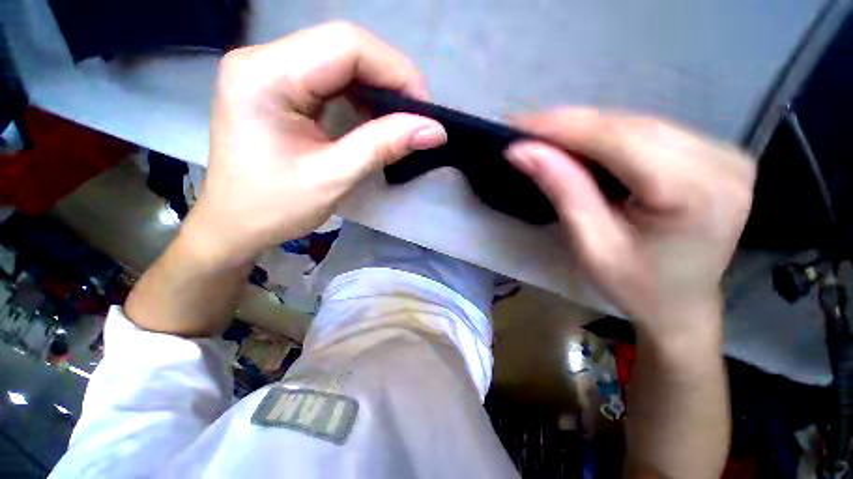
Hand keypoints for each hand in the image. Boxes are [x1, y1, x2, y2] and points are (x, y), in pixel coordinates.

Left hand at [183, 22, 446, 265]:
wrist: (235, 225)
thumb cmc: (274, 209)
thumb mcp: (333, 179)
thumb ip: (383, 146)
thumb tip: (434, 130)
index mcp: (265, 75)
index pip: (346, 45)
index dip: (396, 71)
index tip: (423, 112)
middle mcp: (263, 59)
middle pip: (344, 47)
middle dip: (391, 80)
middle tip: (417, 119)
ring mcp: (269, 70)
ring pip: (341, 60)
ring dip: (378, 89)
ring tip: (401, 121)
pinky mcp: (279, 86)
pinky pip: (331, 78)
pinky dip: (361, 97)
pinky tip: (375, 120)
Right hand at [506, 109, 754, 339]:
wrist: (683, 306)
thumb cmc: (636, 287)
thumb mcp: (591, 245)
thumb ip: (562, 190)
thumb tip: (522, 151)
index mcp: (695, 193)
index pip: (617, 139)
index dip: (561, 127)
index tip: (516, 124)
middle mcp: (720, 161)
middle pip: (629, 125)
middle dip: (568, 124)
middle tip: (523, 128)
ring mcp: (724, 152)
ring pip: (638, 122)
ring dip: (584, 127)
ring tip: (544, 135)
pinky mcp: (715, 153)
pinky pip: (650, 131)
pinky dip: (607, 134)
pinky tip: (579, 142)